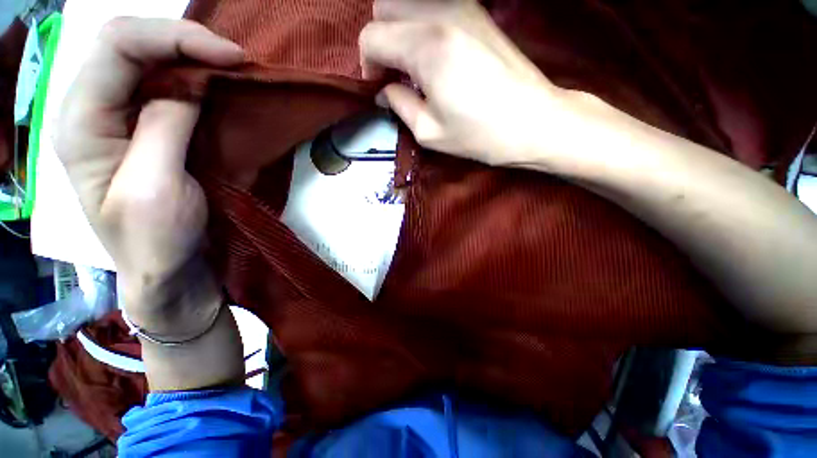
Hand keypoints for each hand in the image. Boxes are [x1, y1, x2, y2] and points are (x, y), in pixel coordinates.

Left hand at [56, 18, 242, 335]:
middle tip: (235, 60)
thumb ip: (164, 127)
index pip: (117, 47)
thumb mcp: (155, 188)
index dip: (175, 39)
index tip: (231, 58)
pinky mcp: (147, 131)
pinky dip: (196, 80)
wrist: (169, 271)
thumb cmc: (155, 242)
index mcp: (80, 124)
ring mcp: (119, 119)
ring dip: (192, 57)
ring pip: (148, 60)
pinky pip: (166, 88)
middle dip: (183, 41)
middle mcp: (93, 110)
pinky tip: (218, 87)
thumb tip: (190, 87)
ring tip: (232, 70)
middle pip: (129, 43)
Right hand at [359, 0, 562, 166]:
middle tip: (393, 74)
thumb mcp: (430, 132)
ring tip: (411, 65)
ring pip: (408, 1)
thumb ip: (399, 105)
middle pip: (384, 7)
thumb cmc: (480, 135)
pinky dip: (420, 24)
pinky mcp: (477, 10)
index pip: (372, 37)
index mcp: (426, 47)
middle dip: (380, 41)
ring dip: (399, 30)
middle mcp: (440, 13)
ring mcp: (462, 5)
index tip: (380, 88)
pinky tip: (431, 54)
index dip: (368, 65)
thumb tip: (384, 91)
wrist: (534, 121)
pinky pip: (432, 5)